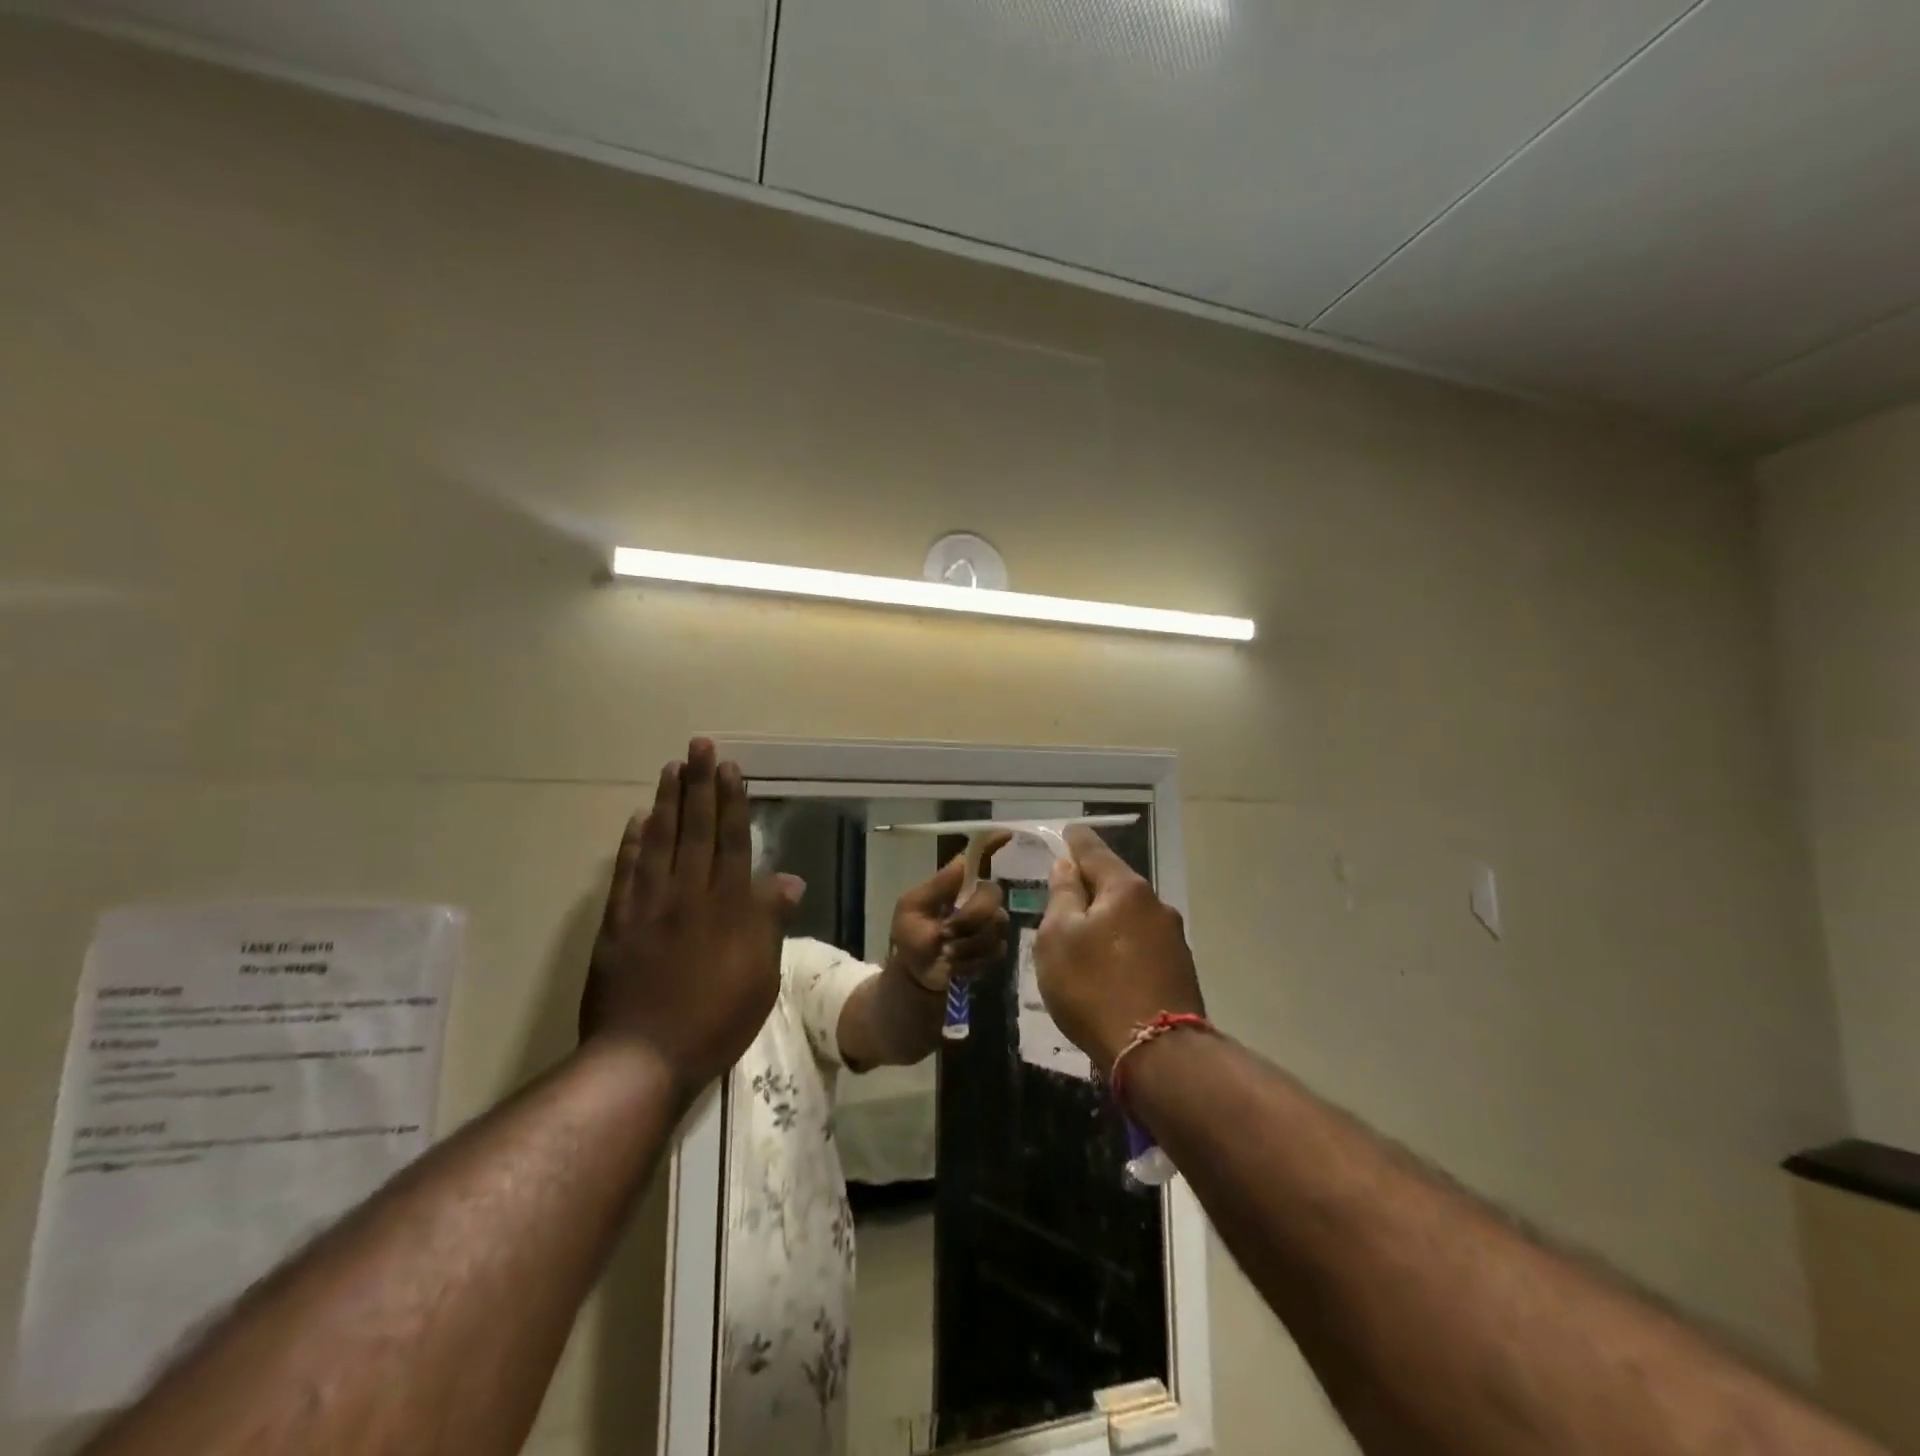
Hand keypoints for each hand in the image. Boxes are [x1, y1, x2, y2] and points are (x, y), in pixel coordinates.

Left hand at [581, 738, 804, 1096]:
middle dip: (699, 785)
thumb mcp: (761, 975)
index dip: (731, 802)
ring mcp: (648, 905)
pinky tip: (638, 819)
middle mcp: (688, 894)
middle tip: (698, 746)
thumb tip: (788, 879)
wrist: (644, 1057)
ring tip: (672, 768)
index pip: (731, 841)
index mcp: (727, 907)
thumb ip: (769, 922)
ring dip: (667, 802)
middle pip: (694, 829)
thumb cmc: (716, 1019)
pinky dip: (632, 842)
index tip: (729, 768)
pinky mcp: (617, 922)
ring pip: (659, 841)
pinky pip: (626, 871)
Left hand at [888, 833, 1011, 993]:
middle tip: (946, 933)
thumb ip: (936, 887)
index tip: (1006, 835)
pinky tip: (956, 965)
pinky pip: (996, 950)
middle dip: (969, 917)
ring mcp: (990, 924)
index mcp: (956, 884)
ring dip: (966, 944)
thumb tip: (962, 863)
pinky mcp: (996, 949)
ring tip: (946, 953)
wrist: (915, 976)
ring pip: (996, 925)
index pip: (979, 858)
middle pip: (992, 894)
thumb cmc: (909, 936)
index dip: (993, 844)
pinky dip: (972, 960)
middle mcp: (977, 898)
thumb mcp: (911, 908)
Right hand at [1035, 825, 1203, 1073]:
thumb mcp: (1059, 938)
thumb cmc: (1094, 988)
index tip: (1066, 832)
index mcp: (1125, 889)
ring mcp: (1172, 937)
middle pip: (1114, 883)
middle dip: (1089, 884)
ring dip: (1105, 918)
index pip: (1093, 850)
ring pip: (1128, 915)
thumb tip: (1067, 866)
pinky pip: (1140, 942)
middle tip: (1062, 894)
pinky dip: (1120, 944)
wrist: (1158, 1055)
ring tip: (1081, 938)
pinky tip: (1107, 966)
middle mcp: (1155, 904)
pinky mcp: (1179, 968)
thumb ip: (1062, 896)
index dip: (1075, 840)